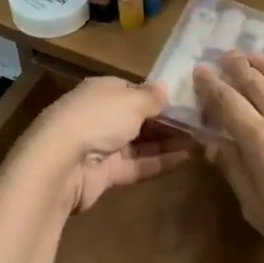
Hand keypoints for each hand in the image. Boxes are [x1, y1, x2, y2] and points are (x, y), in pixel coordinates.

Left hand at [18, 78, 192, 213]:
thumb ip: (152, 97)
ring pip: (141, 142)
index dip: (158, 97)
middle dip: (167, 121)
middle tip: (201, 124)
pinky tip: (188, 159)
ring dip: (168, 141)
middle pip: (139, 117)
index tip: (187, 102)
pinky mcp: (106, 174)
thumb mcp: (131, 100)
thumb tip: (166, 88)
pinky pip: (138, 164)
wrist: (62, 162)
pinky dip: (161, 161)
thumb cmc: (98, 118)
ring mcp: (102, 146)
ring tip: (201, 141)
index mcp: (102, 91)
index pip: (134, 91)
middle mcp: (101, 116)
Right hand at [193, 54, 263, 262]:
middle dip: (237, 66)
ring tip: (252, 56)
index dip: (211, 85)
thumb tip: (211, 142)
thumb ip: (234, 169)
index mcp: (259, 140)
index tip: (200, 71)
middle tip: (224, 56)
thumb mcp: (256, 208)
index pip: (228, 102)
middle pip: (256, 82)